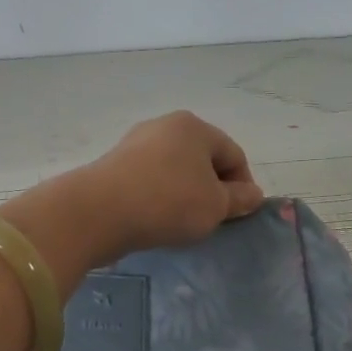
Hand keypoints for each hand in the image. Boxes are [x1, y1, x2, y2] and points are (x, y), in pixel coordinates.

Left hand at [78, 112, 265, 258]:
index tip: (238, 216)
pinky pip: (149, 181)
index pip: (234, 155)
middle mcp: (164, 126)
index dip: (243, 187)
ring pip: (174, 171)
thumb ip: (239, 200)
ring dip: (185, 195)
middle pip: (202, 160)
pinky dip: (159, 198)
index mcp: (195, 127)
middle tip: (212, 221)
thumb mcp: (215, 206)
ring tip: (182, 224)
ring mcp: (135, 144)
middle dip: (212, 190)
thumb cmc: (168, 203)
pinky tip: (155, 220)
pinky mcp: (114, 165)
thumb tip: (253, 194)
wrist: (97, 212)